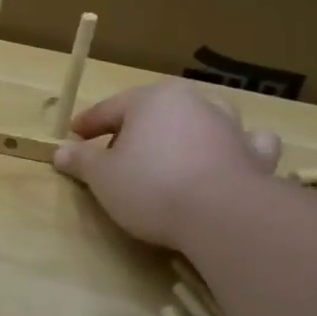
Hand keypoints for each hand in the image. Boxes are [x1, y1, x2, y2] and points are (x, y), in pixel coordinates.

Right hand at [52, 81, 280, 248]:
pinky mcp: (256, 155)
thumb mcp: (102, 177)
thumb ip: (81, 160)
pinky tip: (229, 157)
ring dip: (187, 131)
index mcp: (152, 99)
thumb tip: (60, 151)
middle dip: (135, 128)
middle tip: (116, 152)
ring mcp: (231, 126)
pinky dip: (237, 147)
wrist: (224, 216)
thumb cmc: (152, 186)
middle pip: (156, 111)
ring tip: (173, 151)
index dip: (88, 124)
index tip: (73, 136)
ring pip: (202, 119)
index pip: (110, 108)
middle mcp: (194, 102)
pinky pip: (247, 143)